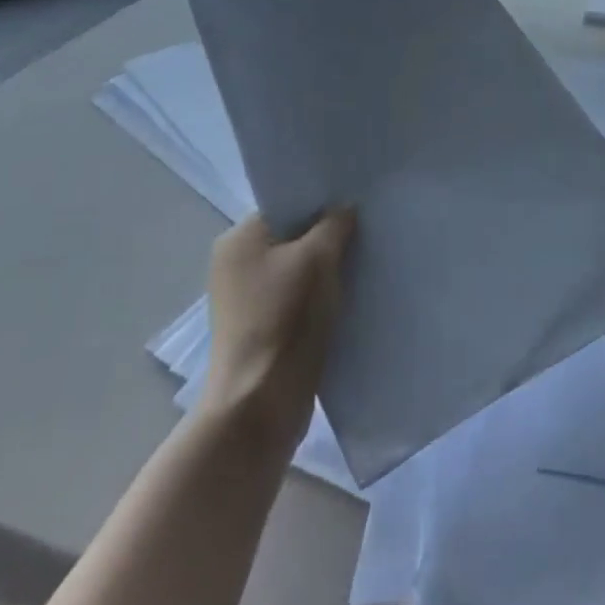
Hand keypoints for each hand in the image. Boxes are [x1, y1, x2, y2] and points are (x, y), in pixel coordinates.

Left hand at [199, 210, 354, 448]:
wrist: (261, 403)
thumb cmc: (285, 317)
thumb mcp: (318, 258)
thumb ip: (335, 224)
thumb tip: (345, 209)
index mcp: (239, 239)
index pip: (287, 204)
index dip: (322, 201)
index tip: (357, 202)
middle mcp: (236, 264)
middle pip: (293, 235)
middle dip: (329, 234)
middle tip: (368, 229)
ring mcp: (248, 299)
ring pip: (299, 267)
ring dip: (328, 266)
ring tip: (365, 259)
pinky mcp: (263, 327)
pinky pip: (299, 296)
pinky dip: (322, 293)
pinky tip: (352, 292)